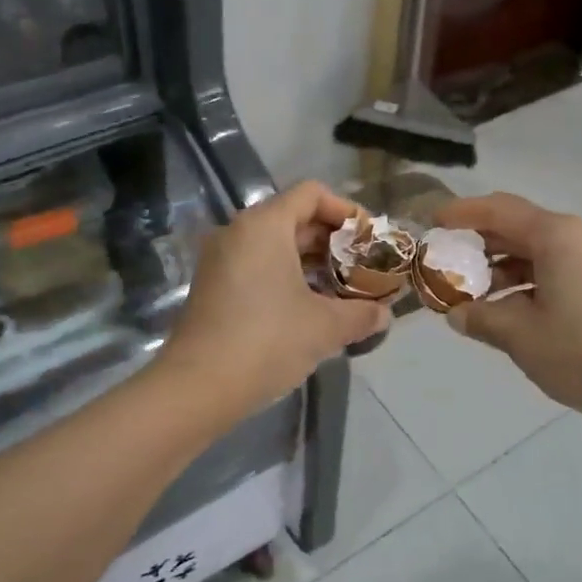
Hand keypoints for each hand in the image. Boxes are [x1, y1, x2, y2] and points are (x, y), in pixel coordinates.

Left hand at [160, 181, 388, 416]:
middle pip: (294, 218)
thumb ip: (362, 314)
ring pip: (275, 245)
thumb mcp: (325, 326)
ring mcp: (220, 259)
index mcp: (264, 225)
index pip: (311, 194)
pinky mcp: (212, 287)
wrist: (197, 387)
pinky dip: (286, 277)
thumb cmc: (267, 341)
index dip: (346, 210)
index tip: (369, 240)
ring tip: (343, 291)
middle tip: (363, 268)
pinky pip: (257, 266)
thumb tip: (384, 314)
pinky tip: (310, 309)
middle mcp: (238, 232)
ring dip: (311, 263)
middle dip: (332, 241)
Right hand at [433, 193, 581, 433]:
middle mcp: (579, 237)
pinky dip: (527, 282)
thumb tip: (456, 314)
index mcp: (557, 236)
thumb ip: (481, 319)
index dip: (461, 213)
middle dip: (479, 244)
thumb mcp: (522, 337)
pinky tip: (510, 310)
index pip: (498, 210)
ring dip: (502, 267)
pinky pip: (556, 270)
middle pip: (518, 227)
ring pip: (537, 252)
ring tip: (471, 294)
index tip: (432, 223)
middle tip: (444, 263)